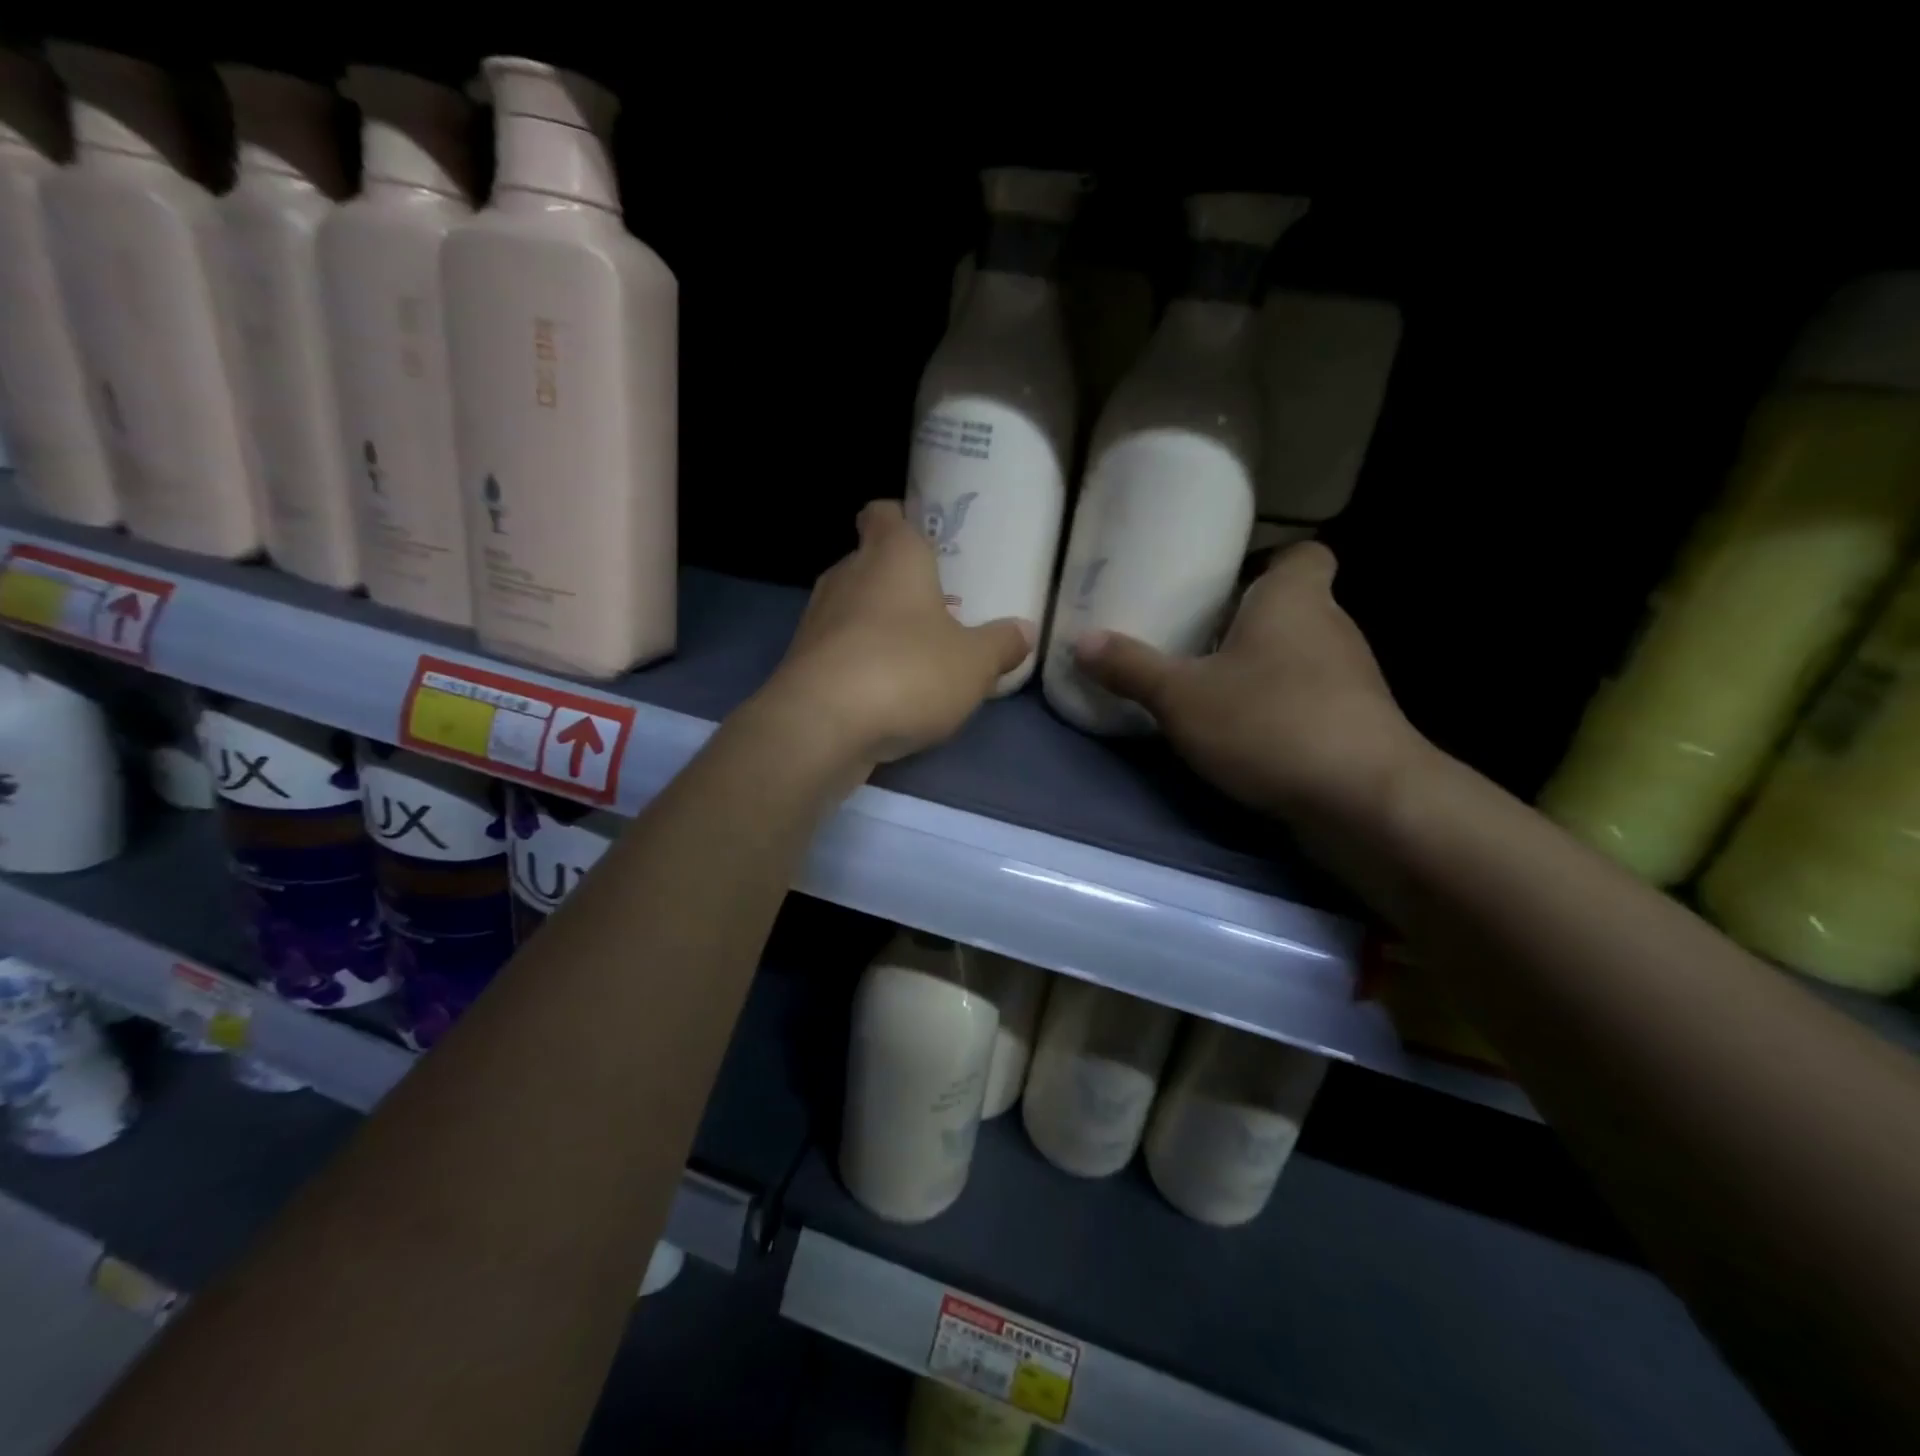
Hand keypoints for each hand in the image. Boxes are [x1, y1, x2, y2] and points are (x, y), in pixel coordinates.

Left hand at [765, 501, 1033, 766]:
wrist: (822, 726)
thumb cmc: (907, 671)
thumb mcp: (974, 663)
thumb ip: (1001, 644)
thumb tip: (1024, 631)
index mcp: (891, 555)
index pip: (884, 512)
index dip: (902, 519)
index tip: (925, 540)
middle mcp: (847, 574)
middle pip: (870, 562)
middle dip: (898, 581)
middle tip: (936, 607)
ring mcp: (816, 618)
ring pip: (852, 608)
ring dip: (878, 624)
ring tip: (914, 653)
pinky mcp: (800, 661)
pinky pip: (837, 649)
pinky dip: (858, 660)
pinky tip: (884, 691)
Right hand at [1073, 542, 1421, 825]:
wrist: (1364, 800)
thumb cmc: (1269, 722)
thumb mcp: (1181, 697)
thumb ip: (1131, 668)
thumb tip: (1080, 640)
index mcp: (1294, 599)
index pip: (1302, 553)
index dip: (1267, 562)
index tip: (1225, 583)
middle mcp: (1332, 628)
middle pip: (1292, 608)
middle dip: (1248, 622)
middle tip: (1195, 638)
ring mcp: (1351, 680)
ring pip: (1301, 657)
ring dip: (1263, 669)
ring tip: (1211, 690)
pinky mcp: (1356, 725)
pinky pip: (1310, 700)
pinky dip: (1281, 709)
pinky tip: (1244, 736)